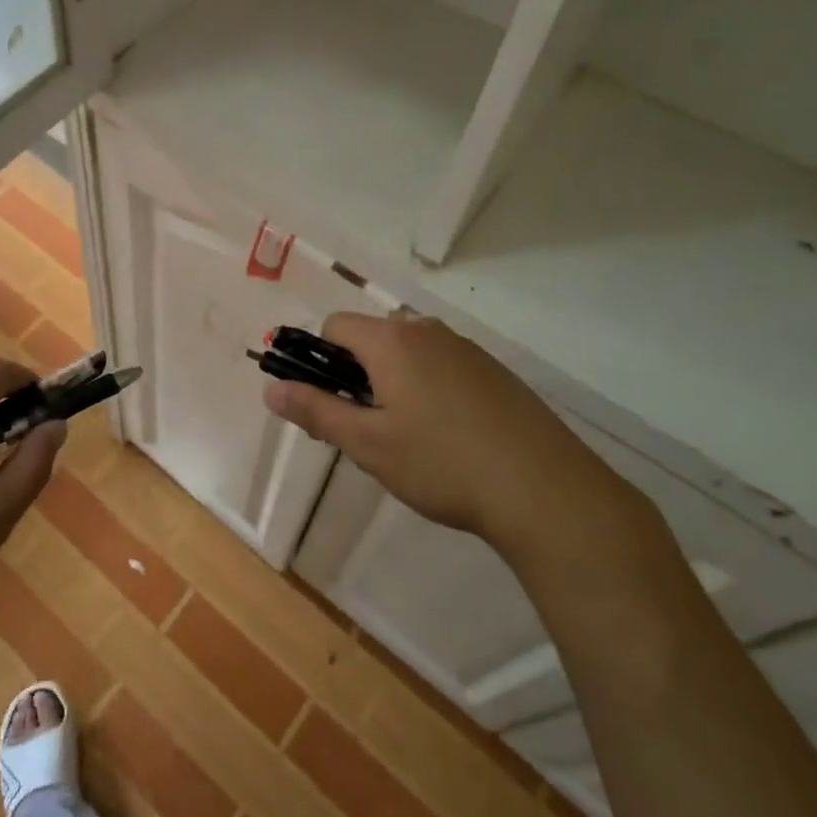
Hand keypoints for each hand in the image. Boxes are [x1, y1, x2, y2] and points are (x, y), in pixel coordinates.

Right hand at [263, 313, 656, 575]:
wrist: (546, 490)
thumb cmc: (442, 464)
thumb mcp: (368, 444)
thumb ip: (316, 411)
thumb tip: (271, 389)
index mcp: (392, 340)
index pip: (335, 326)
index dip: (320, 360)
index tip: (329, 403)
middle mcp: (427, 331)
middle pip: (373, 336)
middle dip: (357, 372)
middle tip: (367, 427)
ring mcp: (466, 349)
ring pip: (410, 351)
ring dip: (394, 380)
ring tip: (409, 436)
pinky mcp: (495, 371)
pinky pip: (443, 364)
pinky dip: (430, 387)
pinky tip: (451, 436)